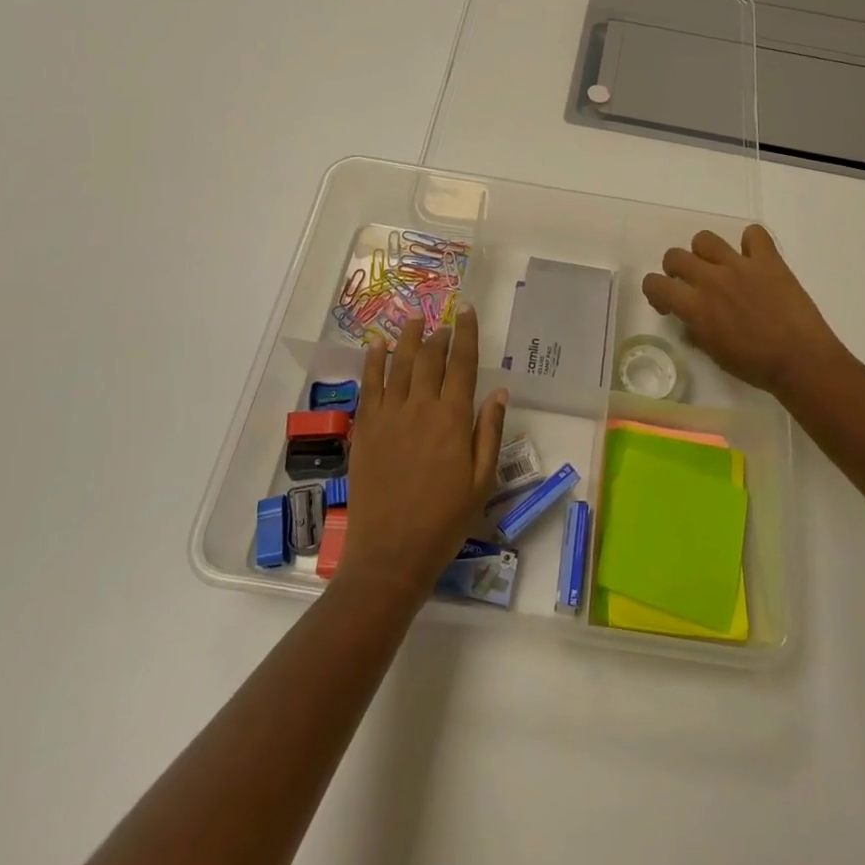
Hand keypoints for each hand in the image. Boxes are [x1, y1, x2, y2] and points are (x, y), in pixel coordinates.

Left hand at [337, 307, 507, 603]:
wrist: (391, 554)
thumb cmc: (444, 521)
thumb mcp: (481, 480)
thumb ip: (489, 431)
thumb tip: (498, 390)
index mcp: (452, 419)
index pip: (462, 363)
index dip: (466, 333)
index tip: (467, 310)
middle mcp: (420, 407)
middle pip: (429, 357)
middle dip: (438, 334)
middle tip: (443, 322)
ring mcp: (388, 416)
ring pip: (398, 364)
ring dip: (407, 338)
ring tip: (414, 319)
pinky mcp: (365, 428)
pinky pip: (368, 384)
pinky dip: (373, 361)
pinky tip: (377, 345)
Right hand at [641, 225, 846, 398]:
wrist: (801, 360)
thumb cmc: (755, 366)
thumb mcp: (714, 354)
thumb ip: (696, 331)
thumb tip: (690, 321)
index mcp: (694, 306)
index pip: (654, 283)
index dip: (656, 292)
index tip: (669, 304)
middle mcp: (710, 279)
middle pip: (674, 255)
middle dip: (676, 269)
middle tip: (692, 284)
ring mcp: (739, 265)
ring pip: (705, 239)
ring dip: (706, 253)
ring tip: (719, 267)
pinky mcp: (768, 260)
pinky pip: (753, 234)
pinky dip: (751, 243)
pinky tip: (754, 259)